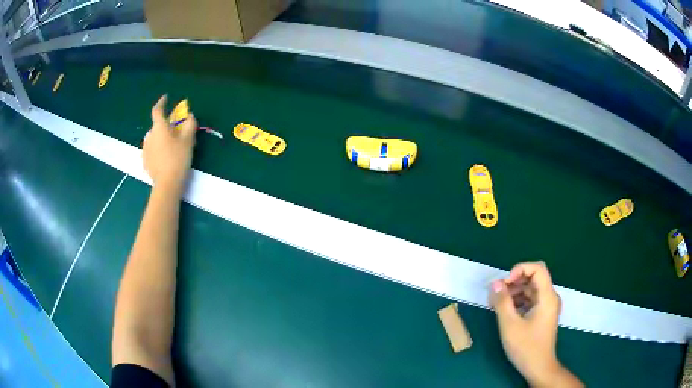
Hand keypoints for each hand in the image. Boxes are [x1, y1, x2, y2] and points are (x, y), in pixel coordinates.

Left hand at [143, 95, 196, 191]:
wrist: (167, 184)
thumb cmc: (178, 159)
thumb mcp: (188, 141)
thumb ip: (190, 125)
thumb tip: (190, 115)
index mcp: (159, 128)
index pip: (157, 110)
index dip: (161, 102)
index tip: (166, 98)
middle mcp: (150, 135)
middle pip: (157, 126)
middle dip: (165, 125)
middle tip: (175, 131)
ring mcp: (145, 149)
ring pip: (154, 138)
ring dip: (161, 138)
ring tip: (170, 146)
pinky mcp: (145, 161)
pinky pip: (151, 150)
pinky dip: (157, 150)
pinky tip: (164, 158)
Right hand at [490, 261, 582, 387]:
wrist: (539, 367)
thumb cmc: (526, 347)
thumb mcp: (510, 325)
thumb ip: (502, 302)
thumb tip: (494, 283)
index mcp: (547, 296)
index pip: (537, 268)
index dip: (520, 269)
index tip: (504, 283)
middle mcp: (550, 297)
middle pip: (534, 277)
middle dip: (514, 281)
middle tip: (497, 293)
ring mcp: (547, 306)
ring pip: (531, 288)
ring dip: (515, 291)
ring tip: (497, 303)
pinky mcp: (543, 314)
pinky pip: (531, 299)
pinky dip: (518, 301)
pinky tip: (506, 311)